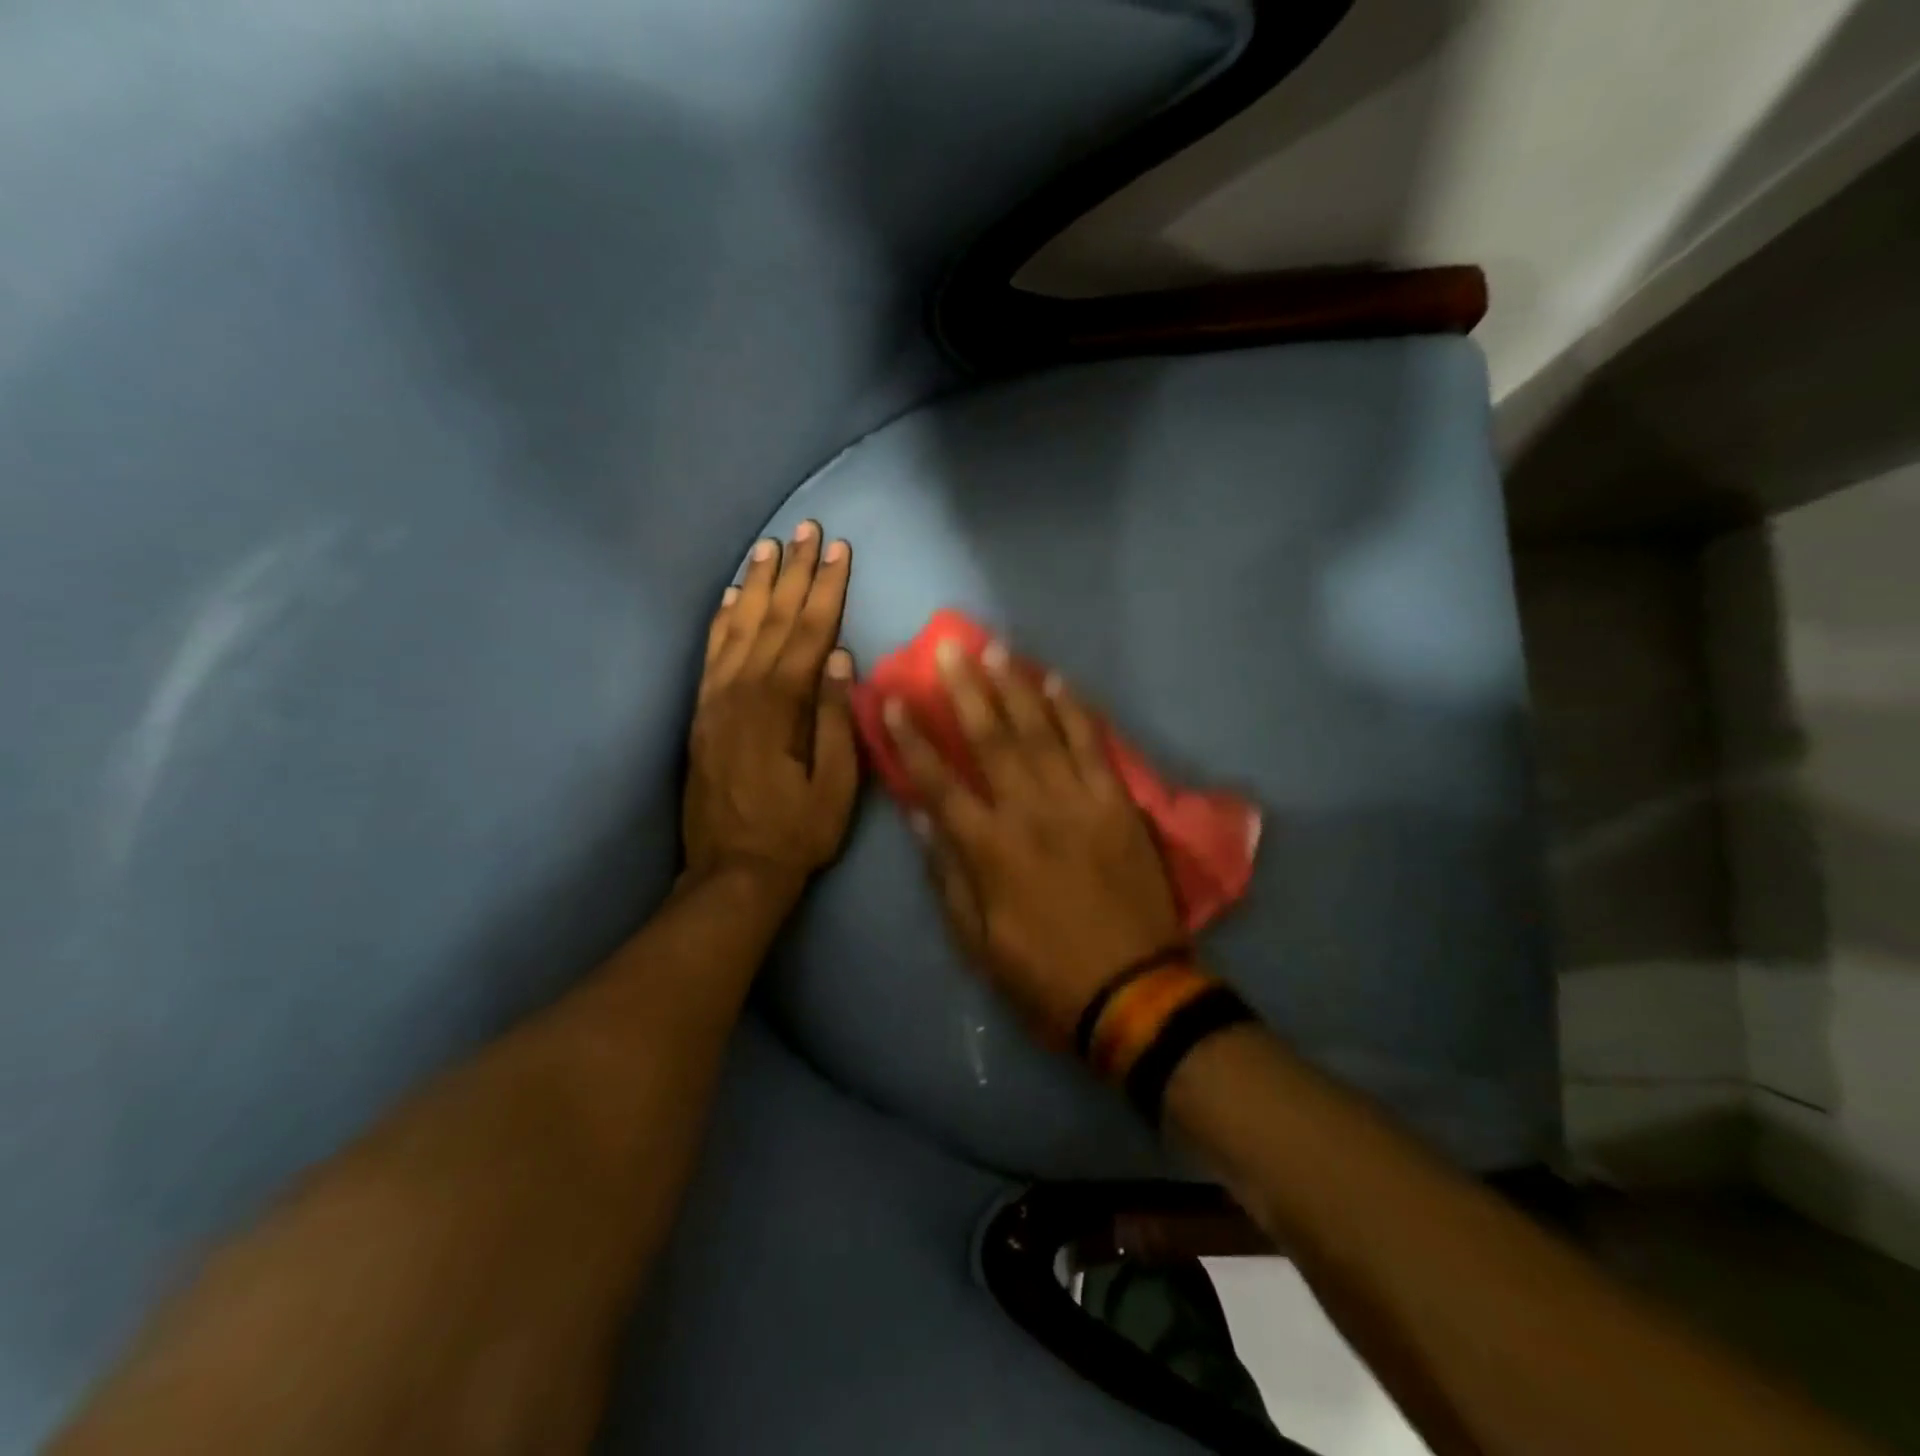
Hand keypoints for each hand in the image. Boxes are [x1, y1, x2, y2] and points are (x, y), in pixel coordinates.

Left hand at [683, 521, 858, 895]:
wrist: (733, 871)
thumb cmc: (796, 832)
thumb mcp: (835, 786)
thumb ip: (834, 720)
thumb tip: (839, 660)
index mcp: (779, 708)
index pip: (808, 634)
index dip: (826, 589)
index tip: (839, 550)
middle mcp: (742, 692)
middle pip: (772, 620)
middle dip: (793, 572)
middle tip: (807, 529)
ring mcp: (715, 700)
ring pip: (738, 627)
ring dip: (756, 584)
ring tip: (771, 546)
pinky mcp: (701, 713)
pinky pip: (710, 653)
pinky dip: (722, 619)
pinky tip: (731, 596)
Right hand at [883, 641, 1182, 1046]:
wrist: (1134, 991)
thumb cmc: (1045, 974)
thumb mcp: (978, 942)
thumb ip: (948, 876)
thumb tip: (922, 819)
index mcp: (989, 849)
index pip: (938, 783)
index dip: (911, 740)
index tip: (893, 701)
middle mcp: (1029, 812)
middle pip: (990, 739)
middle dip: (965, 690)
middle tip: (949, 648)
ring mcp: (1078, 802)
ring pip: (1041, 731)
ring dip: (1015, 687)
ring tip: (995, 649)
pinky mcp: (1118, 803)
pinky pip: (1093, 746)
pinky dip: (1074, 711)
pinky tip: (1057, 681)